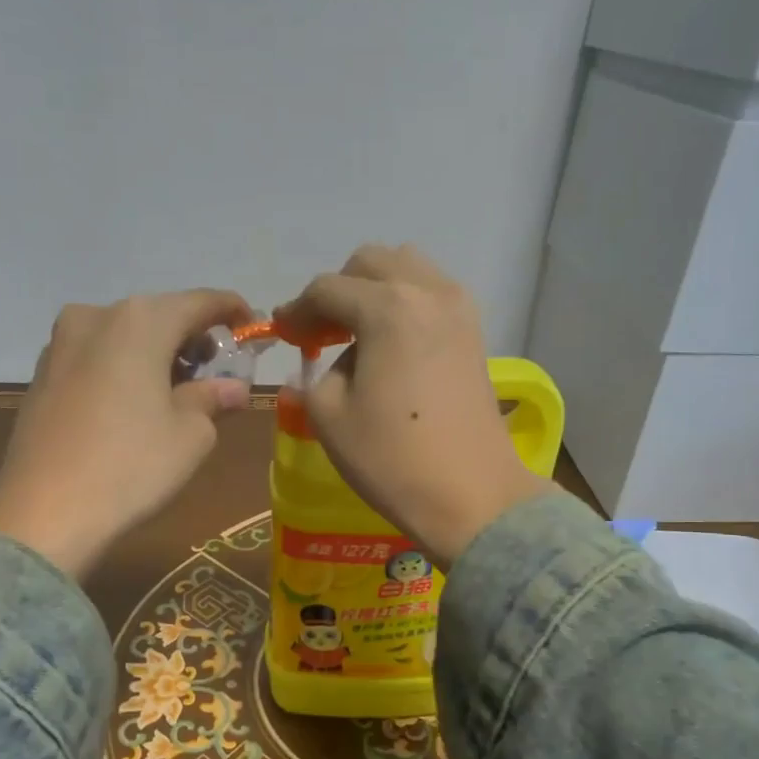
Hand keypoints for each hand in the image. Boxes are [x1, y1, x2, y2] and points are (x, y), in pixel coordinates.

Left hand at [0, 289, 252, 576]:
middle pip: (160, 315)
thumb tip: (233, 388)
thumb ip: (214, 399)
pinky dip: (125, 369)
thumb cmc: (132, 465)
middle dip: (193, 338)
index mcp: (141, 321)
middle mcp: (96, 316)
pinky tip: (135, 405)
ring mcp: (60, 344)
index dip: (233, 311)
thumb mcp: (191, 434)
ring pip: (125, 336)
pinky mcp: (41, 375)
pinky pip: (97, 357)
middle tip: (218, 372)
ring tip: (178, 392)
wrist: (43, 513)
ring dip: (157, 354)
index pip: (201, 302)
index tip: (254, 329)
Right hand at [274, 246, 550, 569]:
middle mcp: (427, 291)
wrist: (472, 495)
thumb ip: (317, 372)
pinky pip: (432, 294)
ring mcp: (459, 309)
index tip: (283, 334)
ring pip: (407, 270)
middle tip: (321, 332)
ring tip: (357, 333)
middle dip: (338, 290)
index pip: (327, 288)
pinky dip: (405, 304)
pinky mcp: (475, 333)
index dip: (298, 310)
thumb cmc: (392, 458)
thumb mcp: (328, 415)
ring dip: (374, 290)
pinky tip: (391, 343)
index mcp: (387, 307)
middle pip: (371, 263)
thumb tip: (334, 358)